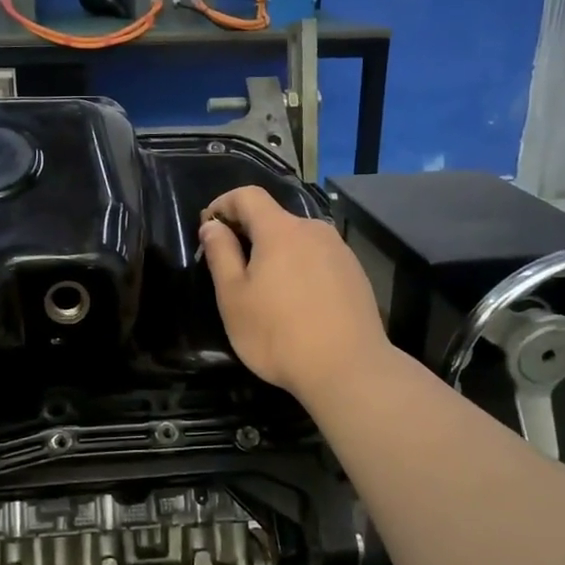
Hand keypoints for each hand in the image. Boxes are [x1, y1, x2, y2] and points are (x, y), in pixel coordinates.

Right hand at [199, 186, 391, 403]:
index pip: (248, 195)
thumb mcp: (234, 297)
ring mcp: (339, 251)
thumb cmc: (278, 334)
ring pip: (298, 239)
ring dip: (276, 252)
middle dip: (248, 232)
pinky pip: (318, 258)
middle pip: (274, 217)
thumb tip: (213, 224)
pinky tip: (297, 302)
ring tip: (265, 288)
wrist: (349, 370)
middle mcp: (314, 229)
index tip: (208, 225)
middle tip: (231, 265)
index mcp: (280, 230)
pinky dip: (300, 268)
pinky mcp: (356, 274)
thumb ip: (221, 253)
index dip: (223, 203)